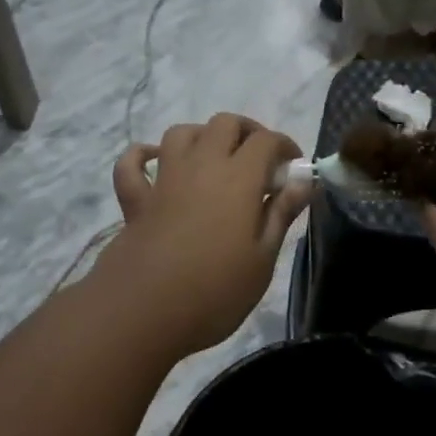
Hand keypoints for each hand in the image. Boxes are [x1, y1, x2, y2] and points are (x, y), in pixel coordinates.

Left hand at [94, 114, 309, 357]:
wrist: (144, 312)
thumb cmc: (215, 291)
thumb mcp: (262, 258)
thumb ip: (281, 213)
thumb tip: (304, 181)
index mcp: (238, 178)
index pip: (266, 141)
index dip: (285, 146)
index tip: (294, 168)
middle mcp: (201, 166)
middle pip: (224, 124)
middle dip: (246, 132)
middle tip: (259, 160)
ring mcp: (164, 180)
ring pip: (181, 133)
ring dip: (201, 136)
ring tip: (215, 158)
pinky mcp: (136, 200)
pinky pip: (131, 164)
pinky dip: (143, 156)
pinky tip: (155, 162)